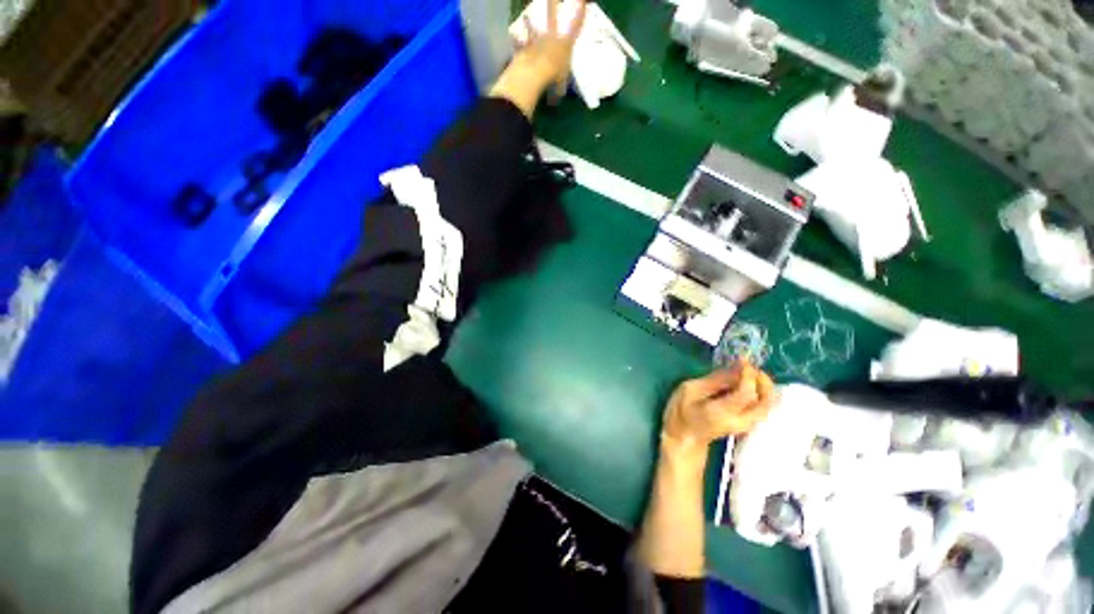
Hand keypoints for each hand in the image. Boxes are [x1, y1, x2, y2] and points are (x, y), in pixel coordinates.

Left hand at [515, 0, 586, 96]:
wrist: (537, 71)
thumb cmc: (554, 77)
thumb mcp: (560, 87)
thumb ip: (558, 90)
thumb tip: (555, 101)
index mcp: (565, 45)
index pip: (575, 27)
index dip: (580, 14)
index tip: (583, 2)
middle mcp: (551, 38)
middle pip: (552, 17)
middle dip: (552, 5)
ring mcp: (537, 40)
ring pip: (533, 28)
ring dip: (529, 23)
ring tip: (526, 15)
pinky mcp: (525, 47)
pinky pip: (519, 43)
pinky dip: (516, 40)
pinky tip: (513, 36)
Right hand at [661, 359, 776, 450]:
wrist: (684, 439)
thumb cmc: (681, 413)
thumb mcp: (689, 391)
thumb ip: (713, 381)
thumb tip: (734, 369)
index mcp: (722, 412)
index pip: (746, 394)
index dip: (748, 375)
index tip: (742, 359)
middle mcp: (739, 421)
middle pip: (765, 402)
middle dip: (763, 381)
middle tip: (752, 366)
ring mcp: (745, 425)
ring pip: (767, 406)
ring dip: (764, 388)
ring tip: (751, 373)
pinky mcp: (746, 424)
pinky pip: (761, 408)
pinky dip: (761, 394)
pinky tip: (748, 384)